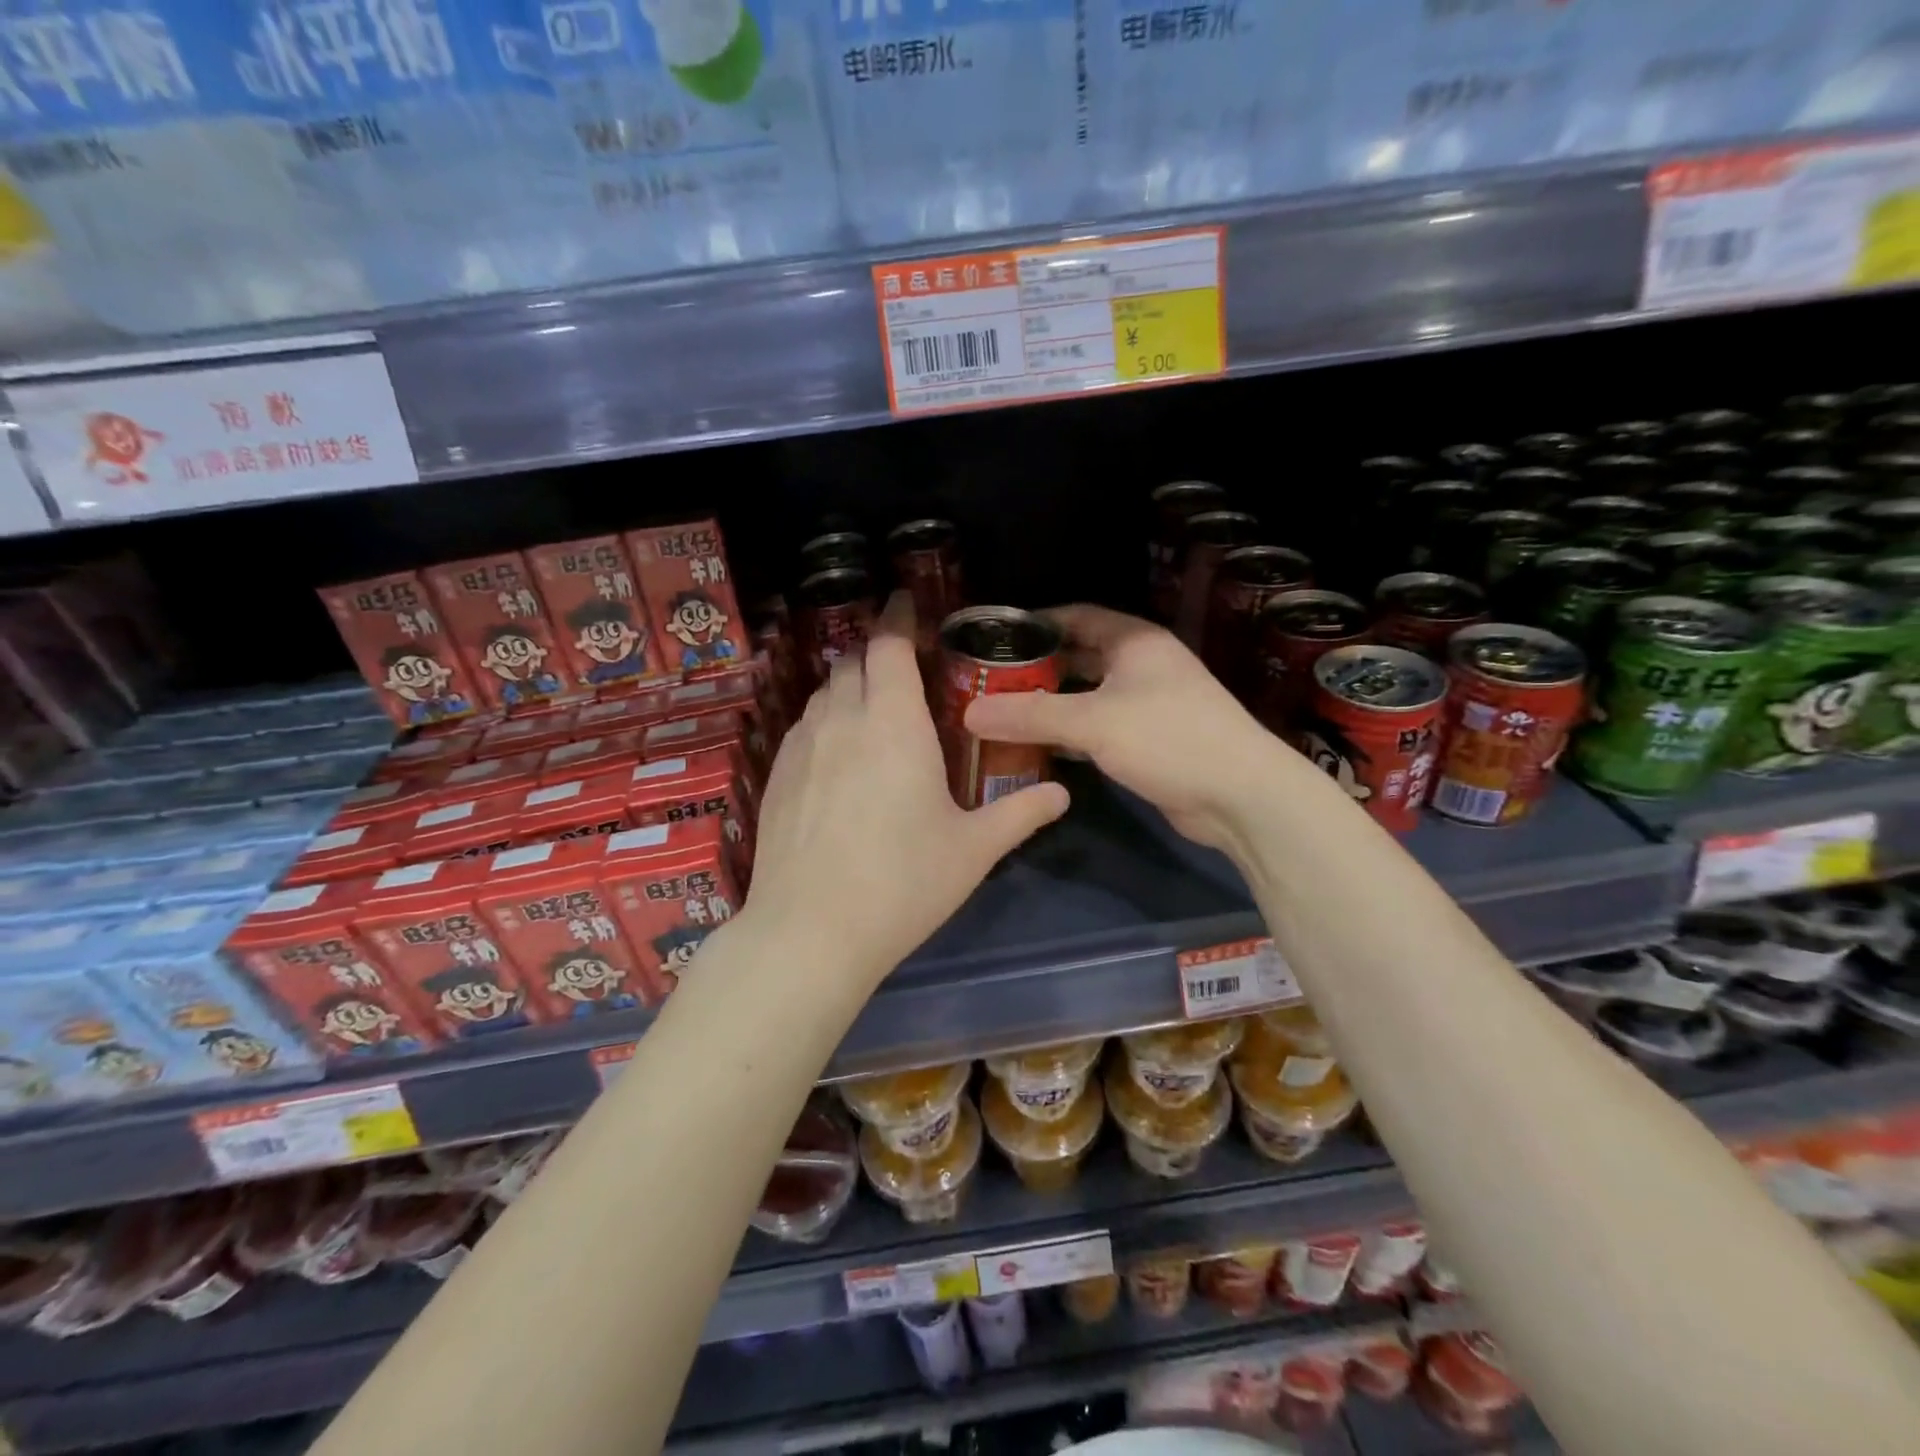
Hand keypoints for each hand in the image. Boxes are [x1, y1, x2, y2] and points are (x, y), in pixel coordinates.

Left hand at [740, 594, 1069, 983]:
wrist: (811, 930)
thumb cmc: (904, 883)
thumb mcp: (973, 849)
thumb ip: (1021, 814)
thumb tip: (1063, 794)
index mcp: (894, 723)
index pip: (889, 645)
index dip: (898, 617)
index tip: (907, 603)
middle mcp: (843, 720)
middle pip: (853, 662)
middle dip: (877, 654)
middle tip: (904, 670)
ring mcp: (802, 746)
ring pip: (825, 693)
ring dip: (850, 688)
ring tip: (873, 712)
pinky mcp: (775, 775)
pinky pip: (803, 726)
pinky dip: (825, 721)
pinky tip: (838, 756)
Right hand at [963, 605, 1293, 856]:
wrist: (1240, 795)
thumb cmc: (1168, 738)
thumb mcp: (1093, 722)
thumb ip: (1030, 715)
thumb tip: (969, 713)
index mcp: (1134, 641)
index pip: (1076, 616)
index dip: (1036, 623)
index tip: (996, 638)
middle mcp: (1142, 665)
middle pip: (1080, 657)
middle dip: (1038, 668)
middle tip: (990, 682)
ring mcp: (1149, 704)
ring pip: (1088, 696)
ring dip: (1052, 705)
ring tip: (1003, 714)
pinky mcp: (1150, 741)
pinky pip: (1099, 728)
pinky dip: (1070, 735)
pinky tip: (1038, 748)